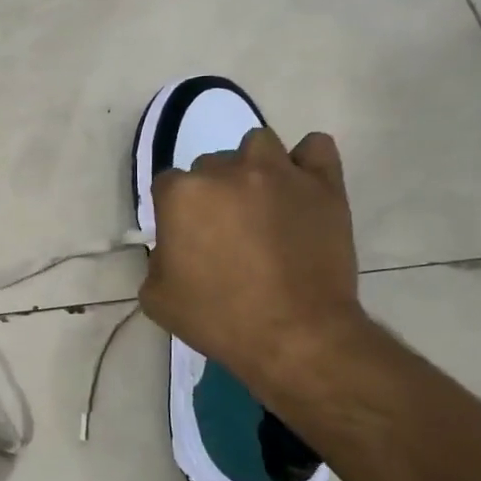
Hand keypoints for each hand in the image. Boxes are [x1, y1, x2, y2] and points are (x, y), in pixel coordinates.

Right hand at [140, 128, 366, 392]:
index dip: (175, 213)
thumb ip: (157, 259)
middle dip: (214, 193)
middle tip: (226, 231)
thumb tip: (175, 248)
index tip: (186, 239)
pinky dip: (306, 162)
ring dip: (253, 167)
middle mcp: (227, 171)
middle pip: (211, 165)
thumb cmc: (218, 319)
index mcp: (182, 194)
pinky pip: (315, 148)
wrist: (296, 336)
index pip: (167, 185)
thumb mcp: (156, 297)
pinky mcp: (323, 184)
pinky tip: (299, 187)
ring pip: (257, 145)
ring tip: (261, 202)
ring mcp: (279, 173)